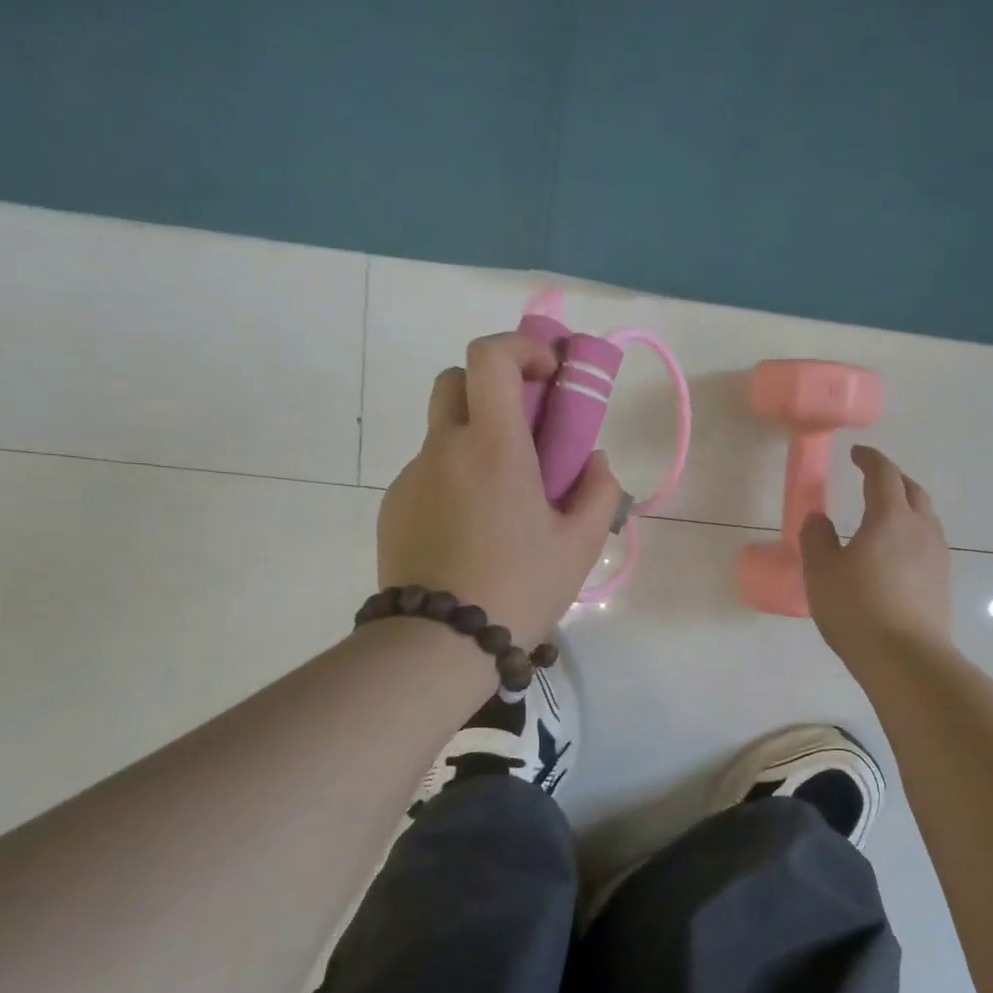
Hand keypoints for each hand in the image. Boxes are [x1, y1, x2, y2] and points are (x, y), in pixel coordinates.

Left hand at [377, 334, 623, 643]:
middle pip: (457, 381)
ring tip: (505, 500)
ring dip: (477, 440)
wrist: (439, 644)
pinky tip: (473, 531)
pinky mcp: (394, 507)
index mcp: (493, 446)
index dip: (522, 348)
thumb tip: (594, 462)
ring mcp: (412, 477)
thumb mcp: (579, 545)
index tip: (550, 374)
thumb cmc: (520, 587)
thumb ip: (598, 491)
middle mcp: (444, 448)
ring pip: (444, 432)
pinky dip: (456, 478)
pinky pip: (429, 473)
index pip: (491, 358)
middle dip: (494, 387)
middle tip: (526, 429)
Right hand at [799, 445, 951, 676]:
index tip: (856, 454)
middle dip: (892, 478)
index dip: (869, 459)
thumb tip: (817, 518)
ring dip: (906, 505)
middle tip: (872, 479)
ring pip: (925, 516)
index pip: (883, 474)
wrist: (906, 658)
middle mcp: (920, 528)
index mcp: (889, 517)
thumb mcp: (821, 573)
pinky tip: (898, 553)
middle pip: (911, 490)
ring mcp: (937, 555)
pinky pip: (929, 541)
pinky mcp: (942, 581)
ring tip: (886, 515)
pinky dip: (912, 533)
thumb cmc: (858, 610)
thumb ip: (816, 539)